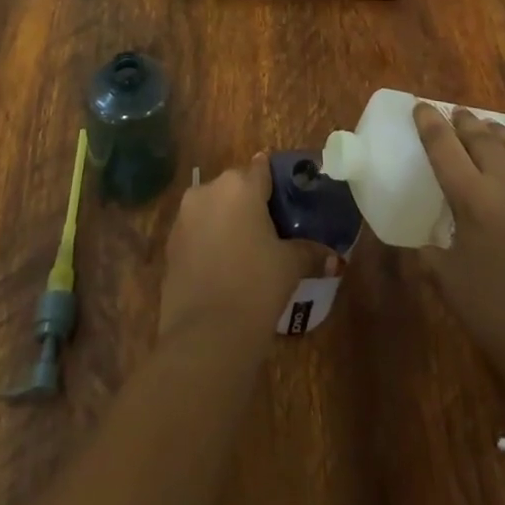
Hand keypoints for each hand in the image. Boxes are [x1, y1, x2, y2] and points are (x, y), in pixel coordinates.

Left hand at [159, 155, 320, 345]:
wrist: (204, 336)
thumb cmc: (255, 287)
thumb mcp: (289, 267)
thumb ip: (309, 253)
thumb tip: (334, 258)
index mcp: (240, 185)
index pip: (262, 168)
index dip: (276, 181)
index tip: (288, 198)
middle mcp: (209, 190)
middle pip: (236, 186)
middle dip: (251, 203)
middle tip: (272, 229)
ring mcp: (184, 216)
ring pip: (213, 207)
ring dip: (227, 220)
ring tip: (247, 250)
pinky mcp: (170, 243)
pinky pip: (197, 231)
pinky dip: (209, 240)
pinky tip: (224, 266)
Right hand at [413, 103, 504, 392]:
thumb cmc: (496, 314)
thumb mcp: (448, 281)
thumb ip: (429, 252)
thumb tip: (422, 243)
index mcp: (473, 198)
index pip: (444, 146)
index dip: (430, 123)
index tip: (421, 107)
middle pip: (482, 138)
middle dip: (465, 122)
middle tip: (456, 115)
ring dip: (498, 134)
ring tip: (489, 130)